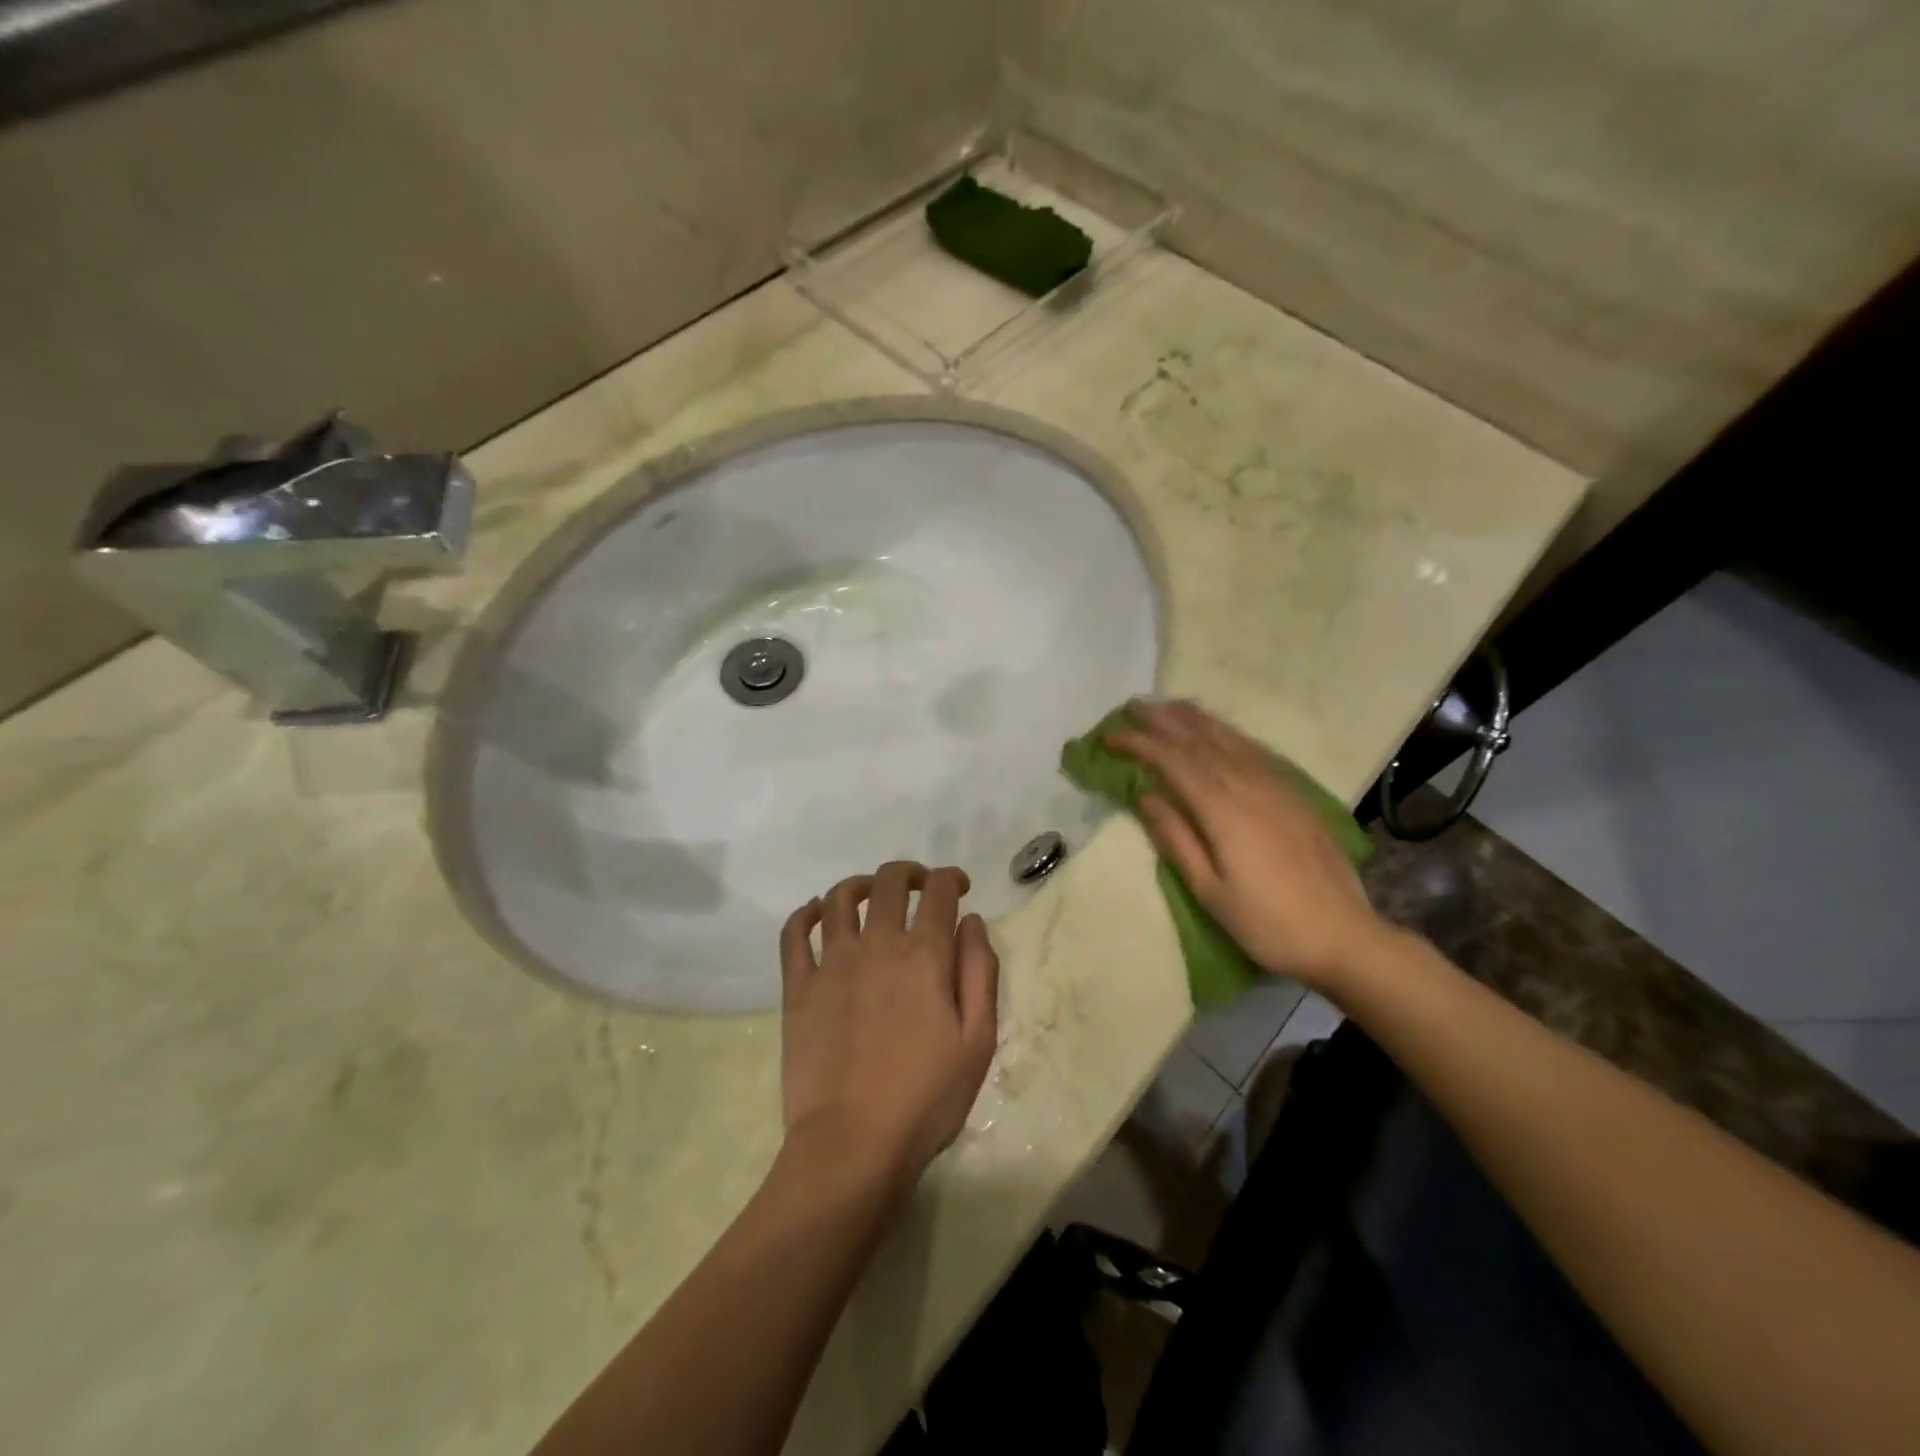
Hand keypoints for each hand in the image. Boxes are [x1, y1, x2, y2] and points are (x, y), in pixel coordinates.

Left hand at [779, 862, 999, 1190]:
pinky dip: (804, 914)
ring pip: (838, 898)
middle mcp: (877, 945)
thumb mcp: (978, 1041)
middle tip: (919, 886)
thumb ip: (980, 973)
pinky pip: (794, 935)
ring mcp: (832, 964)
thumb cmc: (926, 1098)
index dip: (951, 877)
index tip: (959, 887)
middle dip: (909, 873)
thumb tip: (972, 922)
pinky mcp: (798, 988)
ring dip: (859, 884)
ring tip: (870, 894)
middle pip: (889, 883)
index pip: (939, 892)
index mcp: (924, 956)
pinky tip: (815, 913)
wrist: (853, 1144)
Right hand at [1108, 701, 1390, 993]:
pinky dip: (1229, 733)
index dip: (1140, 744)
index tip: (1110, 736)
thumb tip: (1146, 796)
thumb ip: (1176, 838)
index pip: (1173, 762)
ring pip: (1230, 739)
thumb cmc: (1267, 923)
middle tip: (1133, 707)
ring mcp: (1277, 787)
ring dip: (1196, 719)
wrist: (1344, 937)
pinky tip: (1220, 732)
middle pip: (1200, 741)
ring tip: (1169, 706)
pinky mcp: (1295, 795)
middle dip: (1164, 721)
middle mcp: (1249, 786)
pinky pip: (1255, 750)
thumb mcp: (1210, 891)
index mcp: (1223, 810)